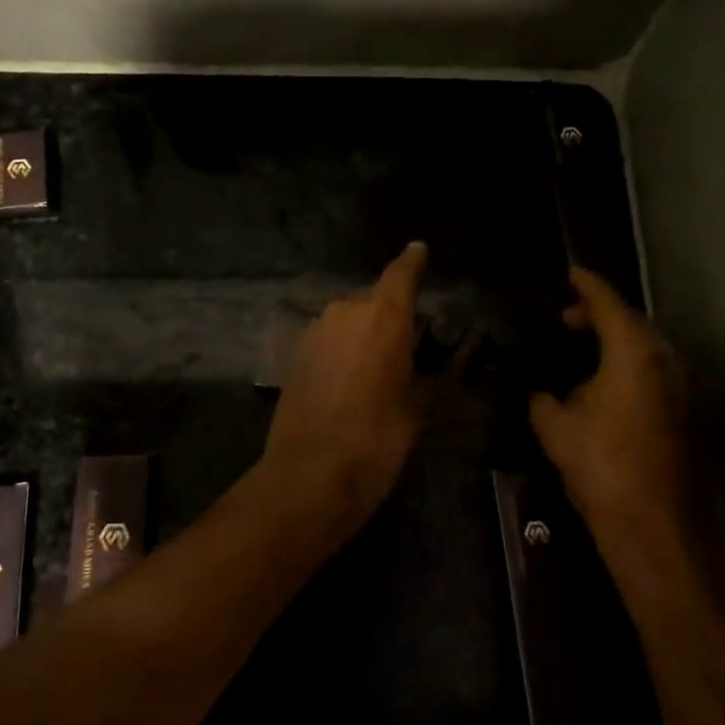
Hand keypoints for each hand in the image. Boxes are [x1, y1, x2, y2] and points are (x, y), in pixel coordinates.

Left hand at [259, 241, 429, 538]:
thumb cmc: (377, 439)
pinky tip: (352, 380)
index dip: (413, 261)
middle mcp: (345, 312)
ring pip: (349, 321)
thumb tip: (429, 369)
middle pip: (374, 300)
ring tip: (380, 367)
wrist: (310, 474)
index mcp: (383, 316)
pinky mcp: (296, 356)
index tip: (419, 250)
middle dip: (391, 314)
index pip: (401, 274)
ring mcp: (315, 332)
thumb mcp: (416, 410)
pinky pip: (330, 341)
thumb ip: (425, 377)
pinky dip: (344, 350)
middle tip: (409, 344)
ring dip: (364, 334)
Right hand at [530, 268, 694, 584]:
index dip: (587, 286)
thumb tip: (542, 394)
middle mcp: (663, 360)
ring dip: (612, 342)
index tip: (569, 273)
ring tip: (578, 349)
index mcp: (633, 352)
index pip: (608, 303)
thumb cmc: (603, 465)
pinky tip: (598, 385)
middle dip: (598, 315)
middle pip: (631, 322)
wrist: (654, 523)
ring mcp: (677, 386)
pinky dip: (624, 365)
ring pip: (643, 348)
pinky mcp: (679, 411)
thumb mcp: (556, 429)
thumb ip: (544, 400)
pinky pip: (649, 371)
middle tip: (563, 320)